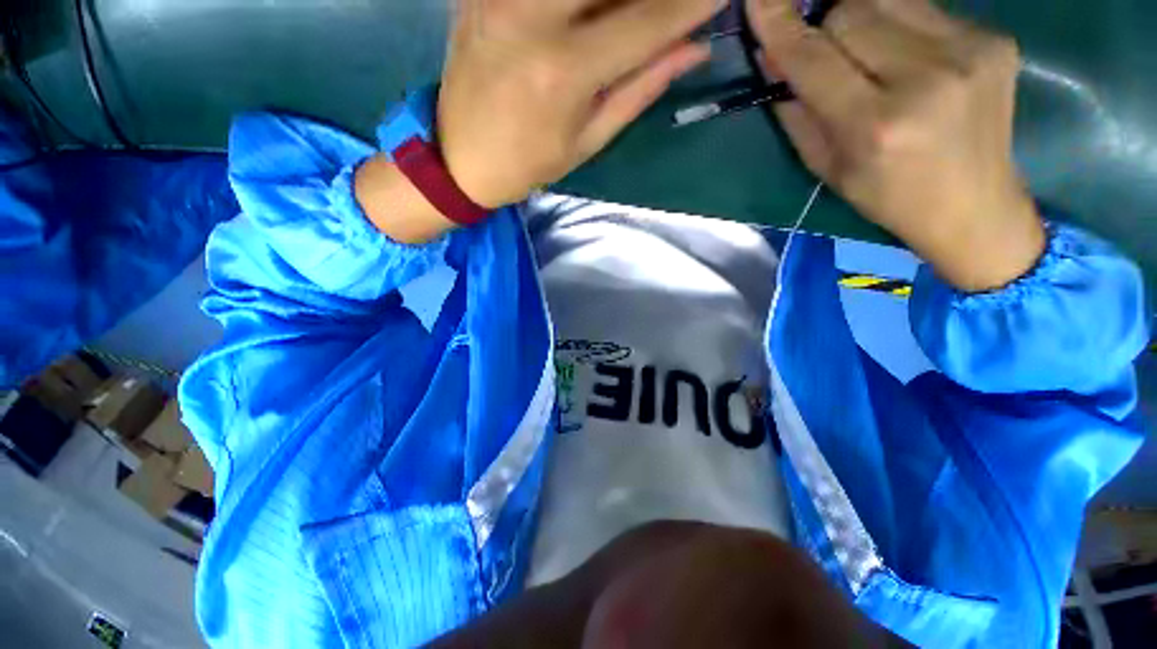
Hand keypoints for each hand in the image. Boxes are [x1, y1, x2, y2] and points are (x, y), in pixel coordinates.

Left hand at [437, 0, 718, 208]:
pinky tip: (587, 17)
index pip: (646, 21)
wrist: (459, 158)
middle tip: (668, 10)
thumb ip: (641, 87)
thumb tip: (694, 48)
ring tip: (625, 20)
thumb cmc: (529, 163)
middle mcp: (532, 15)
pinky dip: (577, 1)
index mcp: (564, 71)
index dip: (690, 5)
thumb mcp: (589, 139)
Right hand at [747, 0, 1045, 291]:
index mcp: (875, 124)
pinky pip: (925, 8)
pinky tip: (906, 55)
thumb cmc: (887, 196)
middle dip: (825, 25)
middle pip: (851, 10)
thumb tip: (773, 60)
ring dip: (862, 17)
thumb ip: (797, 113)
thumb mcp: (826, 168)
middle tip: (825, 50)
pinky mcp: (994, 39)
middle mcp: (925, 77)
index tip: (758, 1)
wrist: (974, 205)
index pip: (815, 57)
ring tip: (866, 51)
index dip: (780, 25)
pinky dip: (900, 23)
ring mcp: (969, 51)